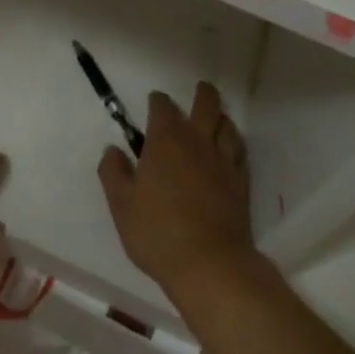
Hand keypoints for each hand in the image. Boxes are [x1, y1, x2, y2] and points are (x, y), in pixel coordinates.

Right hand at [98, 82, 257, 302]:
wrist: (209, 264)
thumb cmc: (157, 232)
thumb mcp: (121, 205)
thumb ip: (114, 173)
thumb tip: (113, 150)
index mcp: (165, 142)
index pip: (163, 108)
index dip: (158, 102)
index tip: (155, 101)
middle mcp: (197, 143)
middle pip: (206, 106)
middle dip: (202, 94)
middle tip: (200, 89)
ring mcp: (223, 162)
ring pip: (227, 126)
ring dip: (221, 116)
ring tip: (217, 117)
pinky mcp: (241, 183)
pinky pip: (240, 152)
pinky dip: (234, 142)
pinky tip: (230, 149)